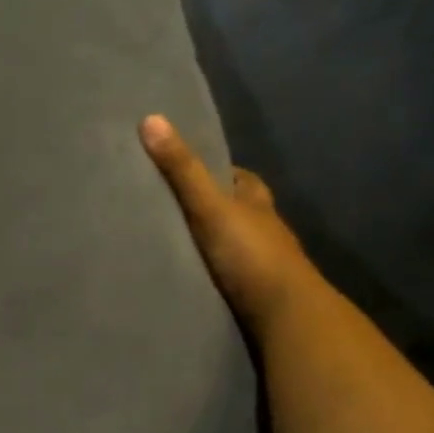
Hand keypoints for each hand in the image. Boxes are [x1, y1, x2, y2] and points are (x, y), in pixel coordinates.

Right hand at [140, 115, 316, 330]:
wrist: (283, 313)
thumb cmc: (250, 253)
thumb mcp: (210, 205)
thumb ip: (181, 169)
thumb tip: (150, 119)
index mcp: (257, 201)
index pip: (238, 178)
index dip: (215, 171)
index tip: (184, 170)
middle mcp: (262, 228)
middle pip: (234, 210)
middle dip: (209, 207)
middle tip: (168, 207)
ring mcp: (259, 263)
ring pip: (229, 243)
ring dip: (207, 243)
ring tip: (166, 243)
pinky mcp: (250, 293)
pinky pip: (223, 274)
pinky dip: (207, 271)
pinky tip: (184, 275)